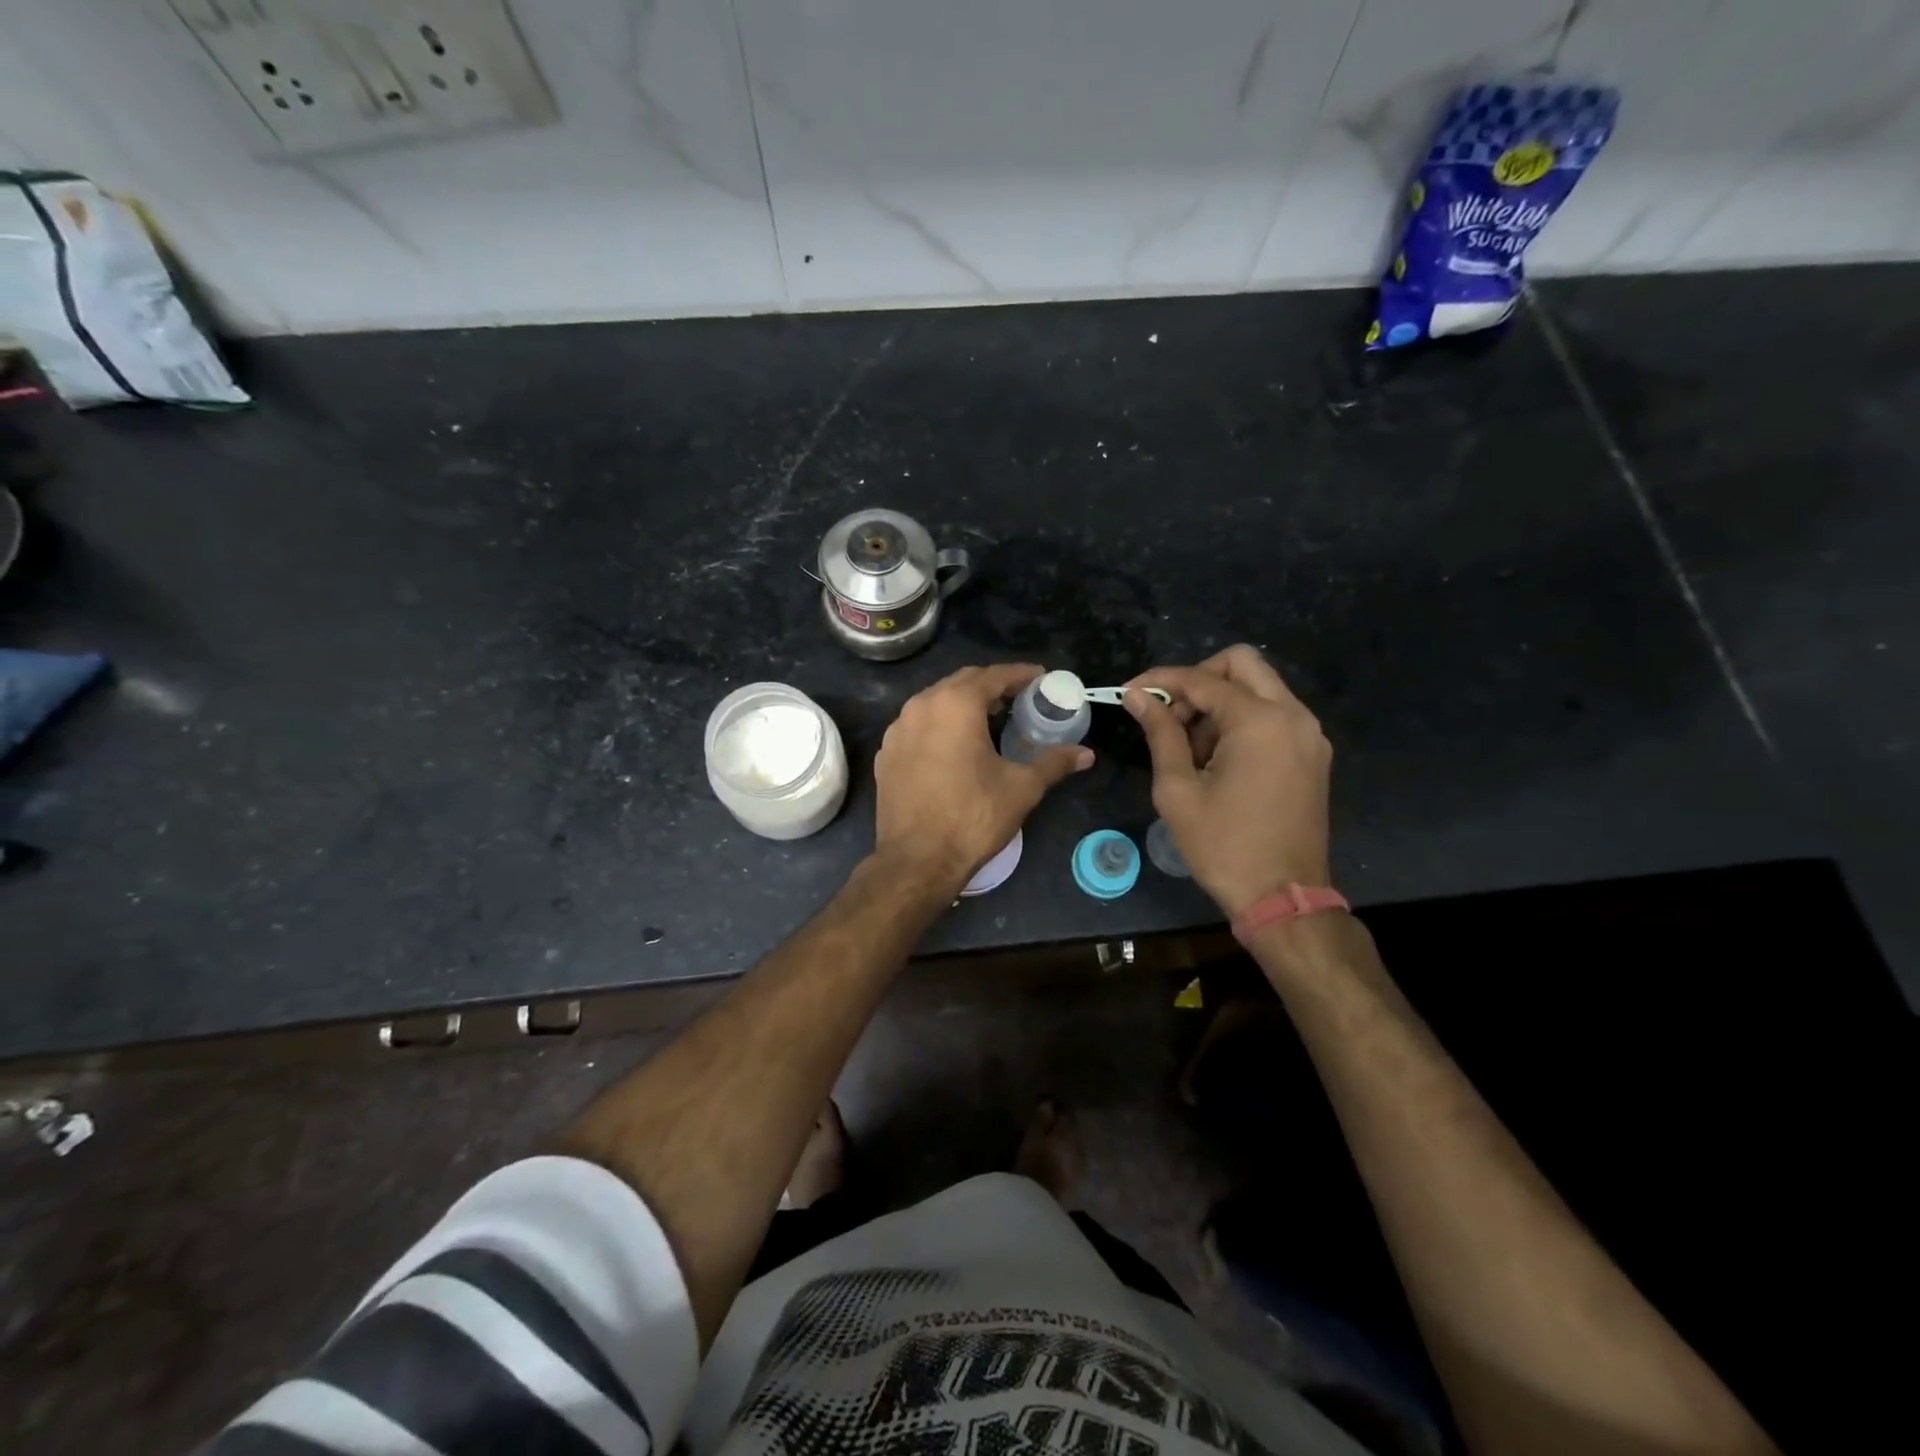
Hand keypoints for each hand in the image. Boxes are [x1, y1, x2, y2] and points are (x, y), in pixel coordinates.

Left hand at [874, 664, 1092, 894]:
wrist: (917, 860)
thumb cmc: (973, 817)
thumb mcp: (1021, 788)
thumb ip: (1054, 762)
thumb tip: (1086, 754)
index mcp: (955, 705)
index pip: (993, 676)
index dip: (1021, 674)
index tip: (1041, 677)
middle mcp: (921, 706)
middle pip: (962, 682)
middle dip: (992, 685)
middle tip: (1019, 698)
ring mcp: (898, 730)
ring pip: (935, 702)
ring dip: (964, 703)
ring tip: (989, 719)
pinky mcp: (886, 754)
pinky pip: (917, 725)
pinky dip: (940, 724)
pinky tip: (954, 745)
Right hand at [1125, 645, 1331, 917]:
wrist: (1283, 898)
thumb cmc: (1223, 846)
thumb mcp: (1178, 789)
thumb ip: (1160, 733)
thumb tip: (1137, 696)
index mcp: (1259, 721)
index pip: (1202, 679)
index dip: (1160, 680)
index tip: (1129, 692)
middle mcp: (1293, 716)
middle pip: (1242, 663)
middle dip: (1198, 680)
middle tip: (1170, 715)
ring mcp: (1309, 735)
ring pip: (1259, 688)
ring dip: (1220, 703)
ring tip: (1191, 749)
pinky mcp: (1313, 754)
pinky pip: (1274, 715)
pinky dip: (1242, 721)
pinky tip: (1218, 759)